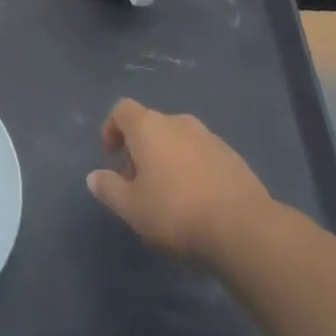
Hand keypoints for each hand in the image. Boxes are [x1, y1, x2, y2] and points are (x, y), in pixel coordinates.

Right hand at [86, 99, 270, 261]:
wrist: (242, 225)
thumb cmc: (176, 211)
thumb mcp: (132, 207)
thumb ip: (109, 189)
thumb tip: (94, 177)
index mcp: (149, 127)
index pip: (122, 110)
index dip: (112, 128)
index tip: (111, 155)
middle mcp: (178, 122)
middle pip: (150, 125)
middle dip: (140, 150)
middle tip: (138, 184)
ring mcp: (208, 136)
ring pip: (177, 140)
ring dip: (167, 159)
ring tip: (168, 196)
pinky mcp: (231, 155)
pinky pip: (201, 154)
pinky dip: (192, 168)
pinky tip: (197, 200)